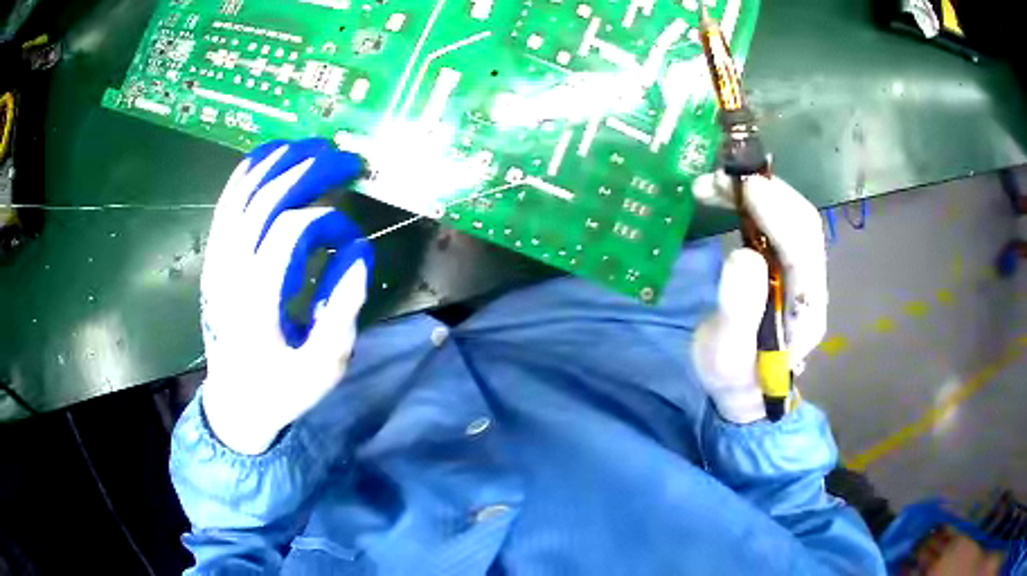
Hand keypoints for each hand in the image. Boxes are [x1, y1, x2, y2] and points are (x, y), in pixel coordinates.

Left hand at [199, 138, 372, 454]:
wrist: (235, 403)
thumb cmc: (282, 389)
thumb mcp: (324, 367)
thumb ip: (342, 311)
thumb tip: (358, 253)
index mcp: (258, 301)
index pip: (290, 232)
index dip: (327, 222)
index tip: (351, 240)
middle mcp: (231, 273)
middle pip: (263, 201)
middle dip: (306, 170)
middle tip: (342, 158)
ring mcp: (217, 264)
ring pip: (240, 196)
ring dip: (274, 164)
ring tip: (308, 146)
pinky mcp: (213, 262)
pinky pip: (225, 207)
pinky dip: (244, 176)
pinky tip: (265, 159)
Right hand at [691, 173, 827, 423]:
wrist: (748, 388)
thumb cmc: (735, 374)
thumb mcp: (726, 353)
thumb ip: (738, 310)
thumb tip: (743, 256)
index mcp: (806, 311)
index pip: (803, 250)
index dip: (778, 214)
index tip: (745, 187)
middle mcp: (812, 285)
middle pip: (805, 224)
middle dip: (769, 193)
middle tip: (723, 178)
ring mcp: (803, 273)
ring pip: (795, 218)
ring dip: (761, 192)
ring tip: (718, 183)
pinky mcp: (789, 265)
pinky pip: (782, 223)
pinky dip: (758, 201)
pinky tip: (732, 196)